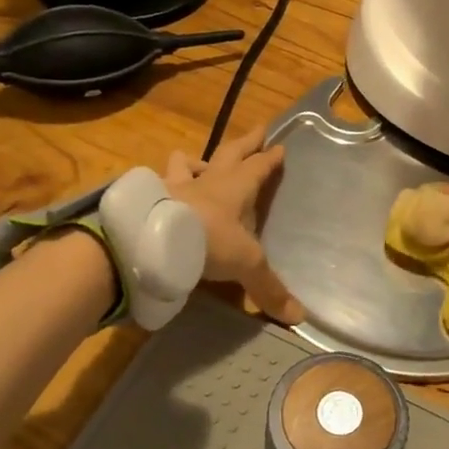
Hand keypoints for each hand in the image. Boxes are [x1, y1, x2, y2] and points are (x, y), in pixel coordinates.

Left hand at [164, 127, 305, 324]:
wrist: (152, 240)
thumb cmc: (207, 241)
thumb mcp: (245, 265)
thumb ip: (268, 289)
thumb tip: (299, 318)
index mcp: (235, 189)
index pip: (258, 168)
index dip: (270, 159)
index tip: (279, 146)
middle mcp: (206, 181)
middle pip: (229, 154)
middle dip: (246, 143)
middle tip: (258, 129)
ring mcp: (173, 186)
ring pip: (186, 163)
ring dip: (196, 161)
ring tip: (198, 163)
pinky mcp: (148, 198)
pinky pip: (156, 184)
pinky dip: (160, 185)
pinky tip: (159, 190)